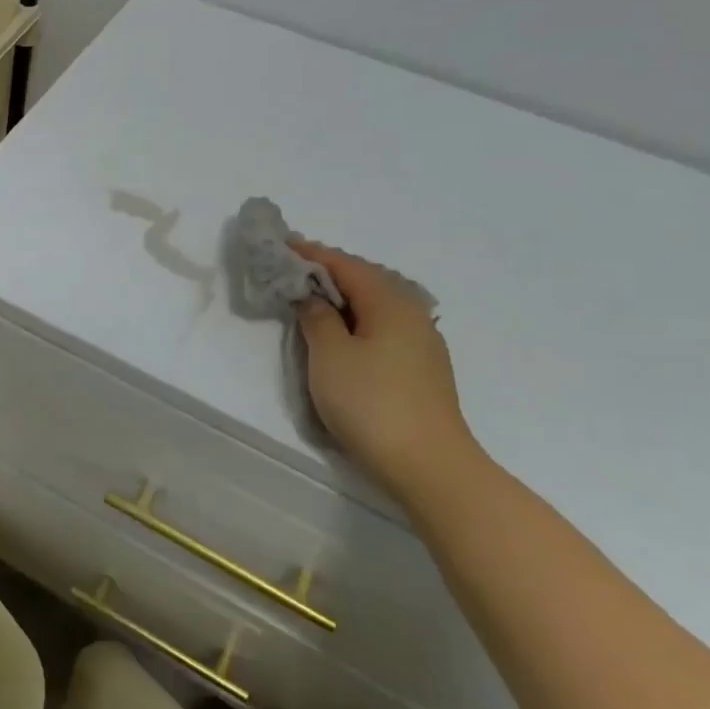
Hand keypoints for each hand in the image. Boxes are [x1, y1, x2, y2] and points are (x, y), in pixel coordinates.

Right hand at [294, 240, 478, 495]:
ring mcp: (422, 342)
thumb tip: (312, 296)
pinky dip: (358, 317)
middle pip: (366, 279)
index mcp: (390, 303)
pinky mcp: (422, 367)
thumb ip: (317, 318)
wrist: (428, 464)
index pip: (346, 265)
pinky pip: (384, 325)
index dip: (312, 254)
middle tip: (293, 268)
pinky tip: (344, 330)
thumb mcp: (329, 355)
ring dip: (344, 296)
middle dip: (329, 270)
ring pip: (377, 304)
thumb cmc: (371, 402)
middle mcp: (412, 314)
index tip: (282, 244)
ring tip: (313, 296)